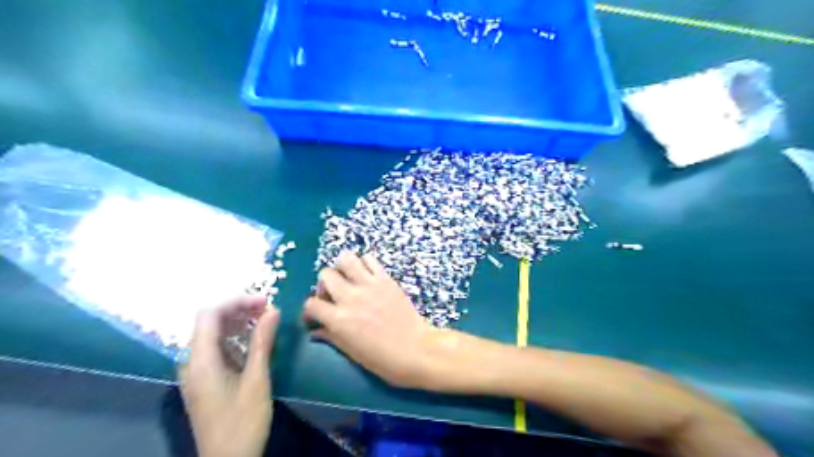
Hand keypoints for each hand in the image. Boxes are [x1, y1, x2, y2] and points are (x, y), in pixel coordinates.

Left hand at [179, 295, 280, 456]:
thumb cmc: (243, 422)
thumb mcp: (257, 380)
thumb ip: (262, 342)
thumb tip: (273, 310)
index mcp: (200, 361)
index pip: (209, 315)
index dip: (236, 301)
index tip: (264, 301)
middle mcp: (192, 362)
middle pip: (209, 322)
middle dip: (239, 310)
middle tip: (268, 310)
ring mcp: (196, 372)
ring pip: (213, 334)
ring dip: (238, 323)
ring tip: (265, 320)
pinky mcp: (204, 380)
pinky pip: (216, 349)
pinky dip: (235, 338)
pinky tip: (254, 341)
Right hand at [302, 253, 451, 388]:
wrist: (416, 349)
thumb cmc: (383, 359)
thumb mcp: (352, 352)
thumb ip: (331, 337)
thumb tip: (315, 331)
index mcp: (339, 319)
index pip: (311, 304)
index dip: (310, 311)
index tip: (316, 316)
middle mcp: (350, 297)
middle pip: (325, 275)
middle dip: (325, 285)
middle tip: (334, 296)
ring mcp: (369, 285)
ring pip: (346, 259)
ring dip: (343, 268)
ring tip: (349, 281)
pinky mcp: (386, 279)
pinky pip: (370, 259)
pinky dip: (365, 264)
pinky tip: (367, 276)